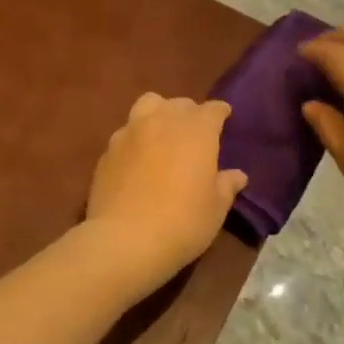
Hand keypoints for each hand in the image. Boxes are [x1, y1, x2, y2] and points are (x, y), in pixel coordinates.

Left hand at [85, 94, 247, 287]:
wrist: (125, 240)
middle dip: (189, 113)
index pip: (212, 109)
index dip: (220, 112)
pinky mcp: (107, 150)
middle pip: (179, 104)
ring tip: (162, 134)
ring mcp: (130, 132)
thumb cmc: (182, 222)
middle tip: (194, 133)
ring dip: (159, 114)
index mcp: (196, 130)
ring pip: (147, 105)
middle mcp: (162, 121)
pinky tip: (138, 159)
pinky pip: (126, 133)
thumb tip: (236, 175)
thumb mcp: (215, 209)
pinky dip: (136, 138)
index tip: (225, 118)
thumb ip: (226, 186)